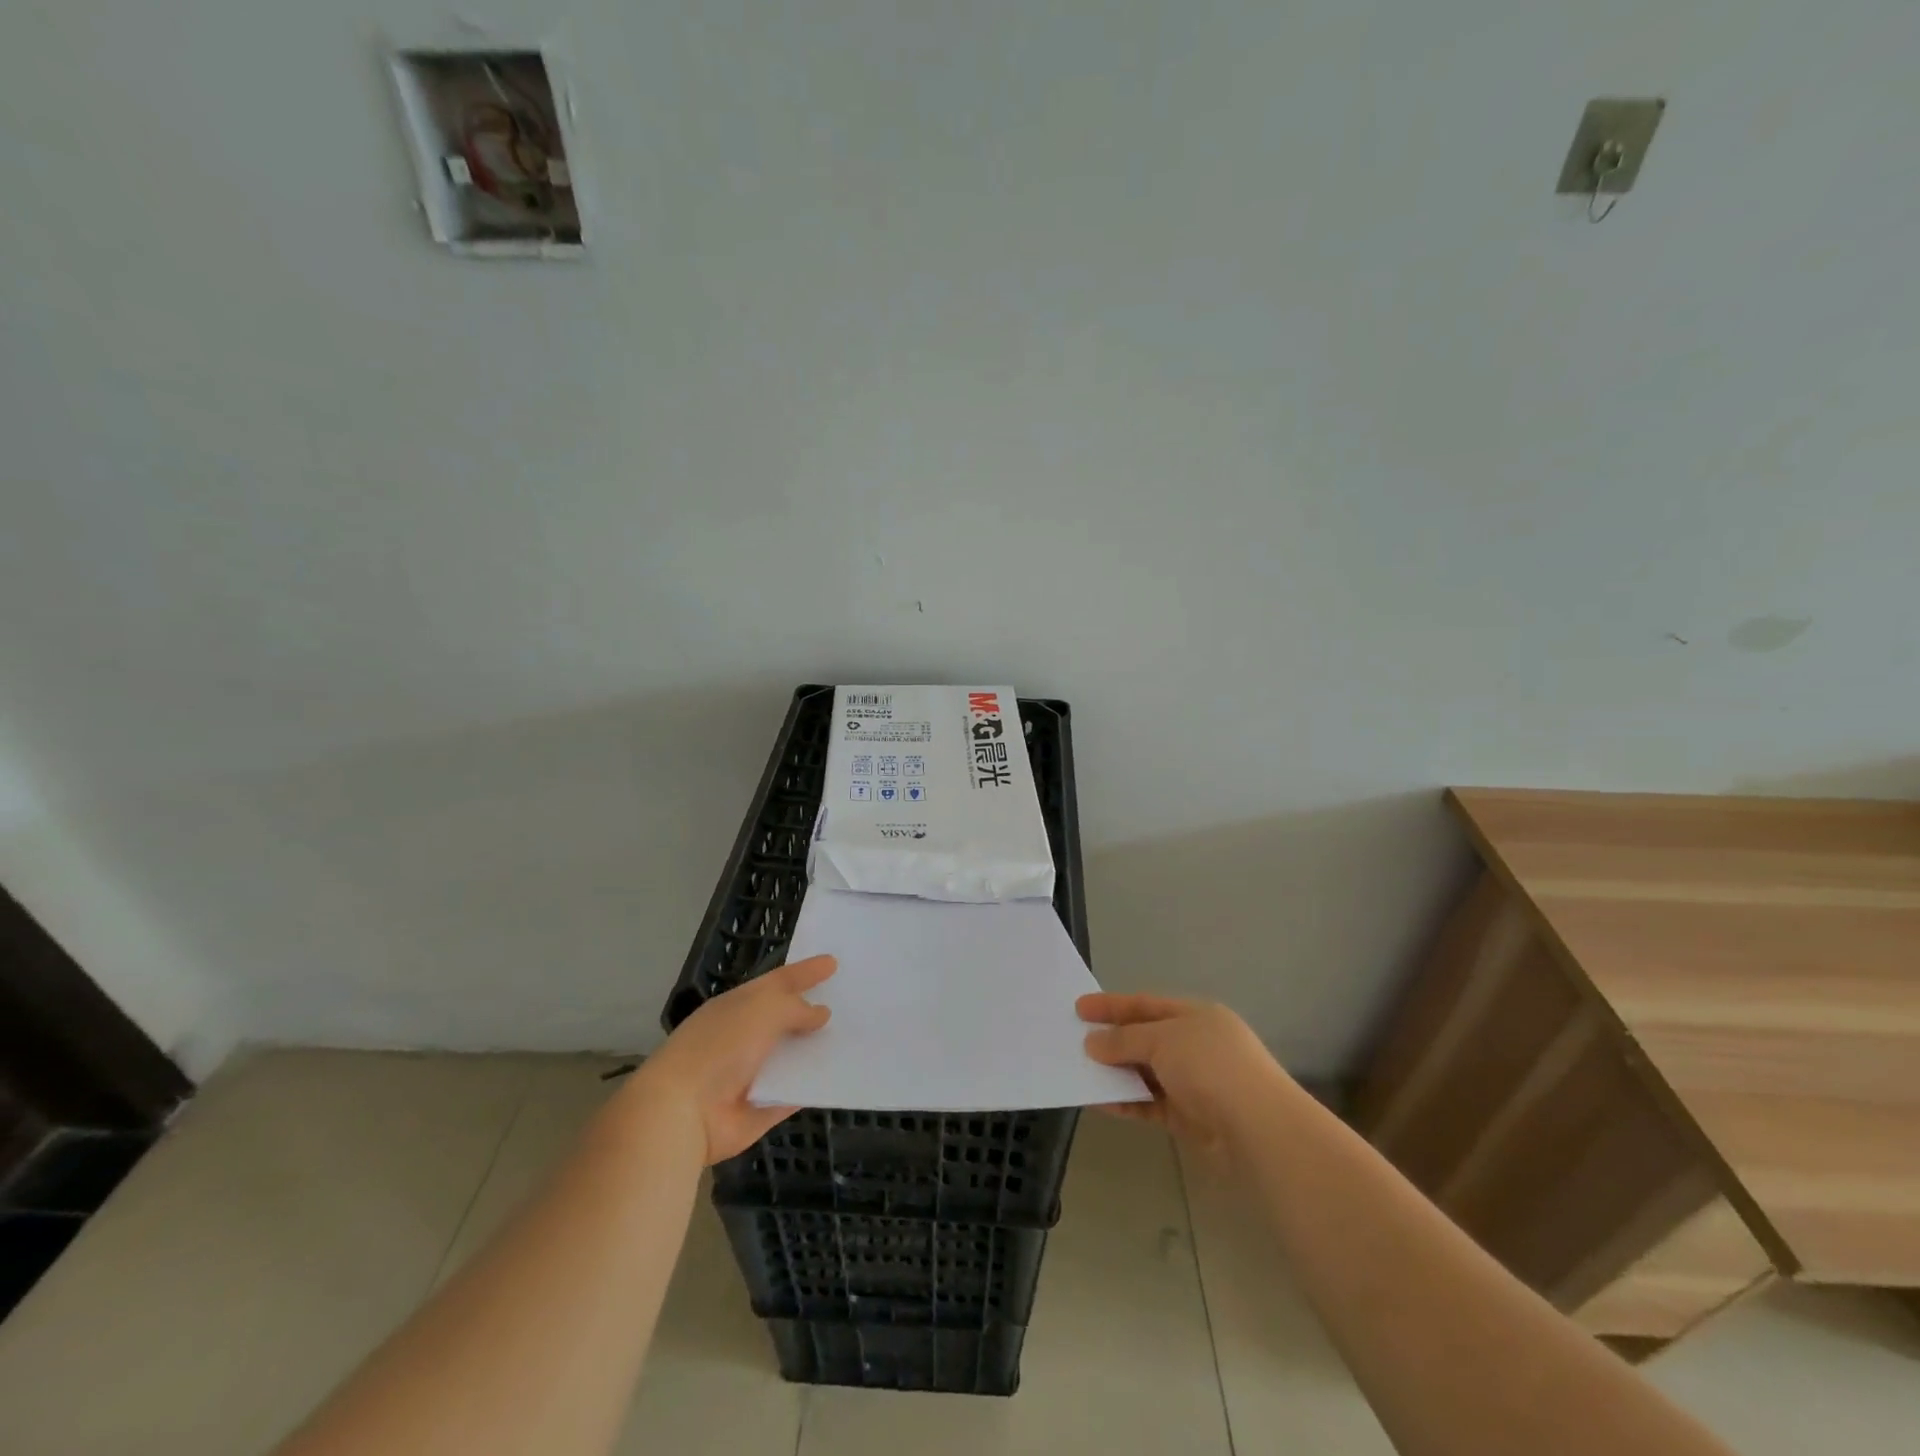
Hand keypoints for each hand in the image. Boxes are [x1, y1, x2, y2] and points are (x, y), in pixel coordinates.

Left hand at [631, 957, 835, 1164]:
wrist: (683, 1112)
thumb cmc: (720, 1047)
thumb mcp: (762, 1010)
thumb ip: (796, 1007)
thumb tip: (820, 1013)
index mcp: (738, 1006)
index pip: (778, 981)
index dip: (805, 971)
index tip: (833, 962)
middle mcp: (745, 1036)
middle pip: (787, 1018)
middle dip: (814, 1009)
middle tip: (848, 999)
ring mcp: (753, 1073)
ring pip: (794, 1055)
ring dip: (818, 1048)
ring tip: (854, 1037)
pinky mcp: (762, 1108)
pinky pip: (796, 1092)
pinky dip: (815, 1085)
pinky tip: (841, 1075)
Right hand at [1078, 992, 1289, 1153]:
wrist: (1260, 1131)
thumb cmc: (1211, 1068)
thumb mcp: (1163, 1040)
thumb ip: (1124, 1040)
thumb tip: (1092, 1043)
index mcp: (1197, 1015)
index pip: (1147, 1004)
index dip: (1112, 1004)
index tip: (1079, 1008)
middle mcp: (1197, 1045)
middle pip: (1146, 1037)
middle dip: (1112, 1039)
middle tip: (1075, 1041)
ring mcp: (1195, 1082)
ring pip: (1146, 1072)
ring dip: (1116, 1073)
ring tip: (1080, 1072)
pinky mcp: (1191, 1117)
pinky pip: (1150, 1103)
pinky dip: (1127, 1101)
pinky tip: (1100, 1102)